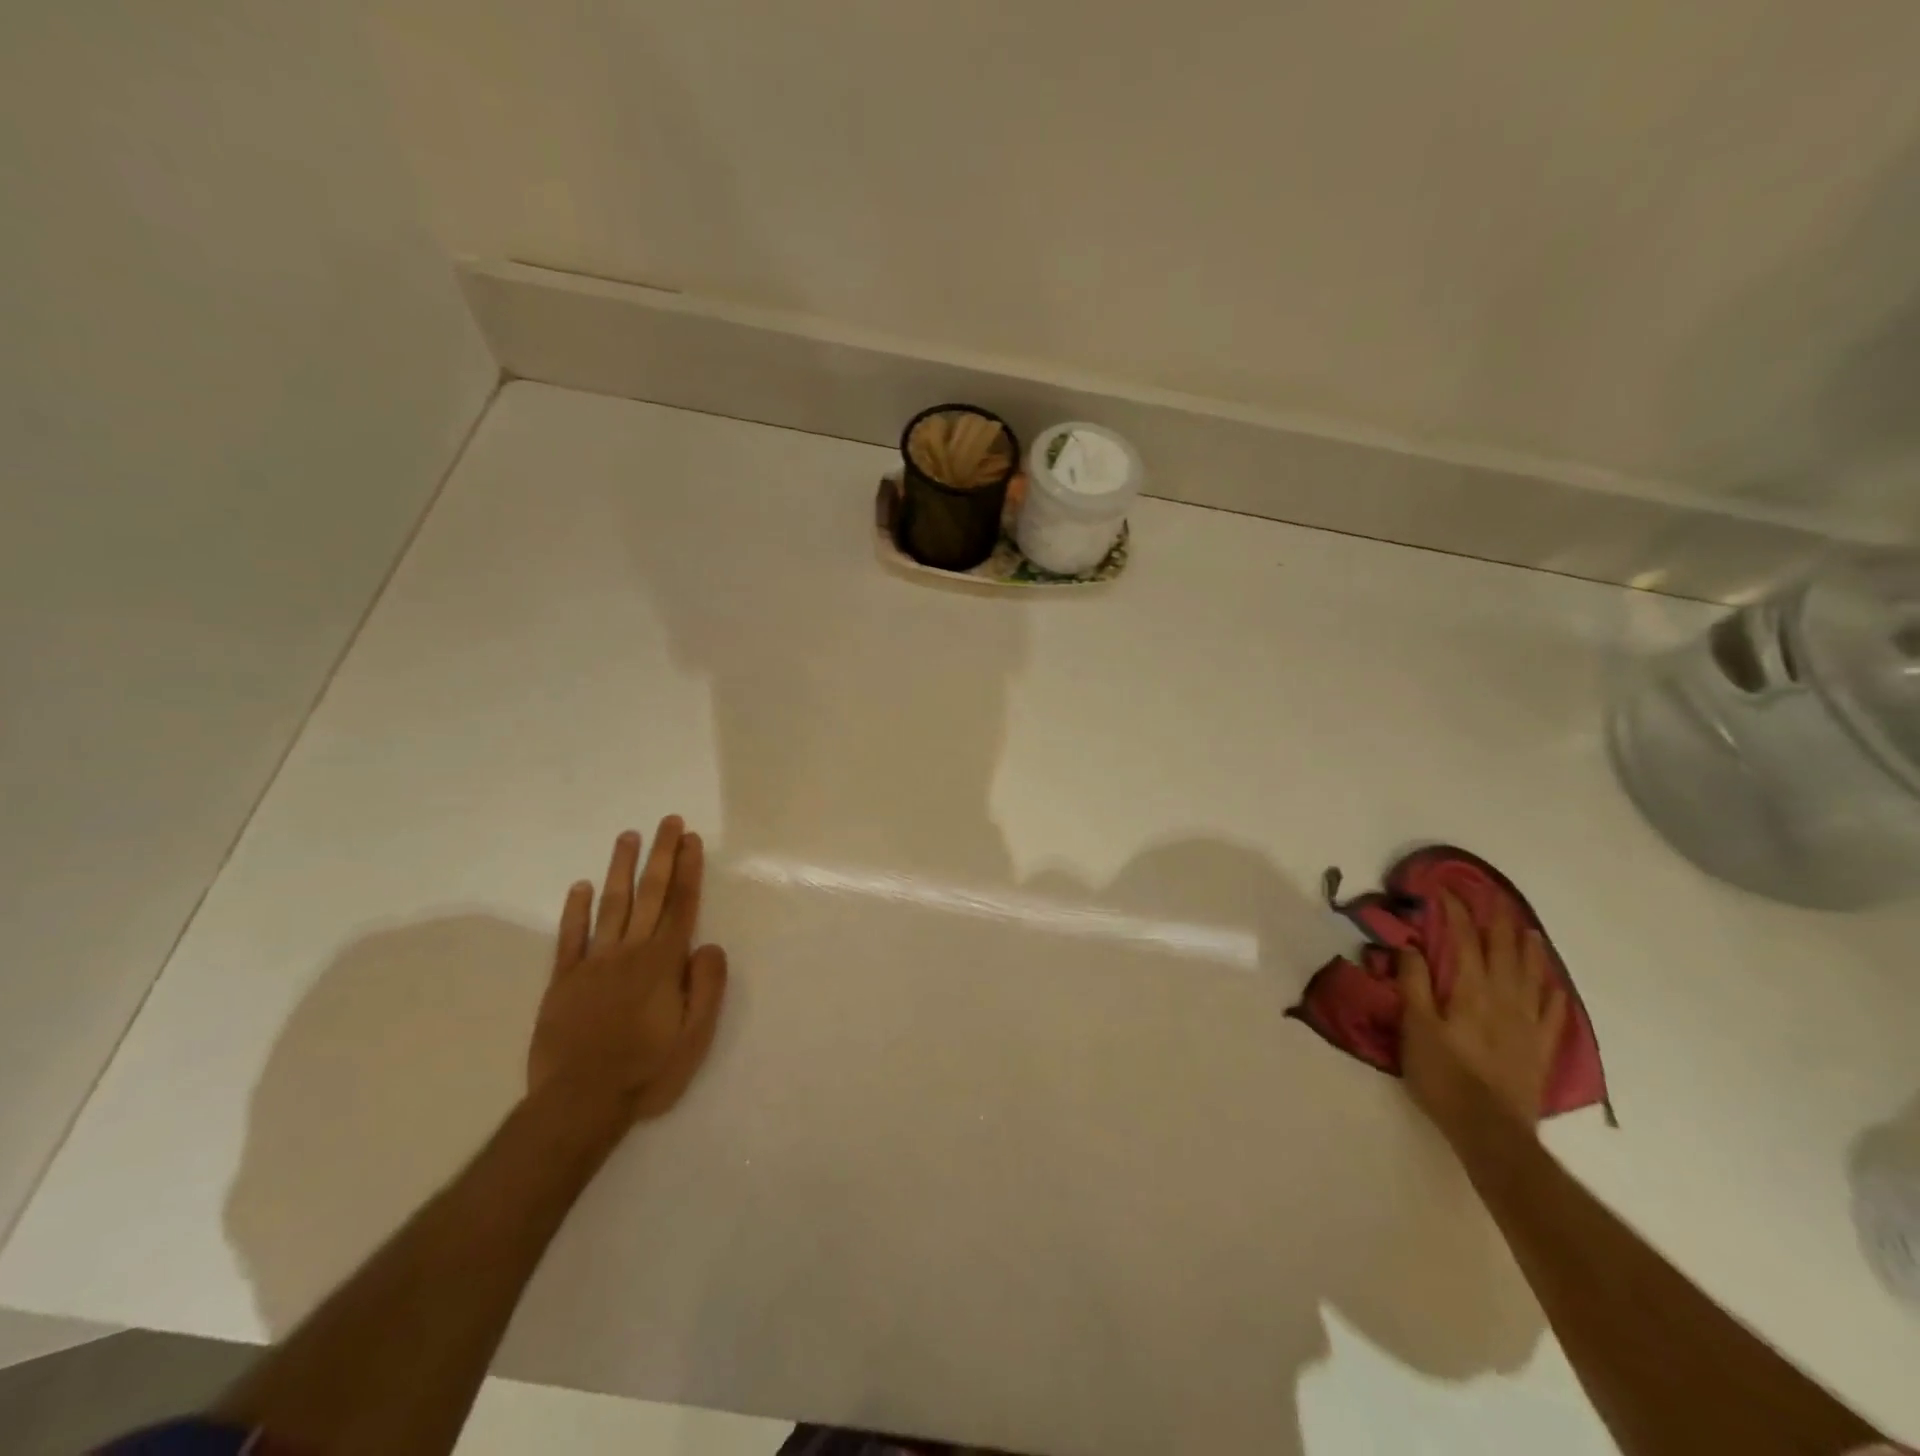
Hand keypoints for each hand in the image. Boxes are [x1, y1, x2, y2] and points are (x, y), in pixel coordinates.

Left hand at [528, 817, 728, 1138]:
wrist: (578, 1104)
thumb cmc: (646, 1071)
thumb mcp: (695, 1037)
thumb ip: (706, 987)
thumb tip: (709, 945)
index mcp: (663, 964)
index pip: (680, 906)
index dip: (688, 870)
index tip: (691, 839)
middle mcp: (629, 953)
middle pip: (650, 895)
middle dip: (662, 855)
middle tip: (668, 822)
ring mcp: (592, 964)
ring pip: (611, 906)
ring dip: (621, 869)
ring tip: (629, 837)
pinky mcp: (563, 981)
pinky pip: (569, 938)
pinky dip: (575, 911)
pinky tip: (580, 887)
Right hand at [1399, 892, 1566, 1136]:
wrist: (1490, 1129)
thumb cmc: (1443, 1075)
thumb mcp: (1415, 1027)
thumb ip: (1413, 983)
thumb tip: (1411, 946)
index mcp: (1471, 990)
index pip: (1464, 940)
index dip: (1456, 912)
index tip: (1444, 891)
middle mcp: (1505, 998)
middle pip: (1504, 951)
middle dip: (1496, 922)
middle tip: (1492, 899)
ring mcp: (1528, 1023)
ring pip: (1532, 975)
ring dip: (1528, 948)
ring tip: (1527, 929)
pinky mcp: (1540, 1047)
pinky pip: (1552, 1011)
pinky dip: (1551, 991)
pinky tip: (1552, 984)